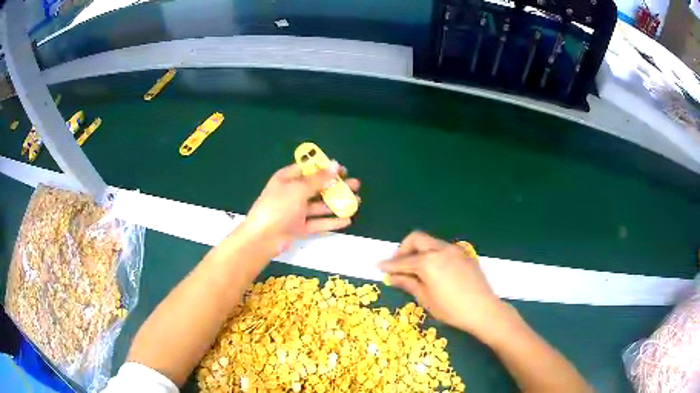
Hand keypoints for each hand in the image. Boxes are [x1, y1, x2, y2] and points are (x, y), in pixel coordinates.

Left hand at [240, 162, 359, 256]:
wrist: (263, 238)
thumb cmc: (278, 206)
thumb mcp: (298, 189)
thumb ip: (319, 179)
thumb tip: (336, 165)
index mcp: (287, 178)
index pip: (309, 169)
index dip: (326, 168)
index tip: (343, 170)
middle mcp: (292, 193)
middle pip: (317, 188)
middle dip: (336, 186)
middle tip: (356, 185)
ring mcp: (296, 211)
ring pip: (320, 206)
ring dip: (337, 204)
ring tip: (357, 202)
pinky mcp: (299, 227)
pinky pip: (318, 222)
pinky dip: (331, 221)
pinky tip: (347, 220)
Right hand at [379, 231, 509, 341]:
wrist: (483, 310)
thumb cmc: (451, 309)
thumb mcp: (426, 299)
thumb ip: (408, 283)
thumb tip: (392, 277)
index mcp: (429, 261)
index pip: (403, 260)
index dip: (389, 264)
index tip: (378, 265)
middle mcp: (441, 249)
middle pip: (417, 239)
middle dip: (404, 249)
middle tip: (398, 265)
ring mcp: (455, 250)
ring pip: (431, 242)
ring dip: (419, 251)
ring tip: (415, 268)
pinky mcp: (464, 254)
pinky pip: (443, 248)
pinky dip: (433, 254)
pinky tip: (434, 270)